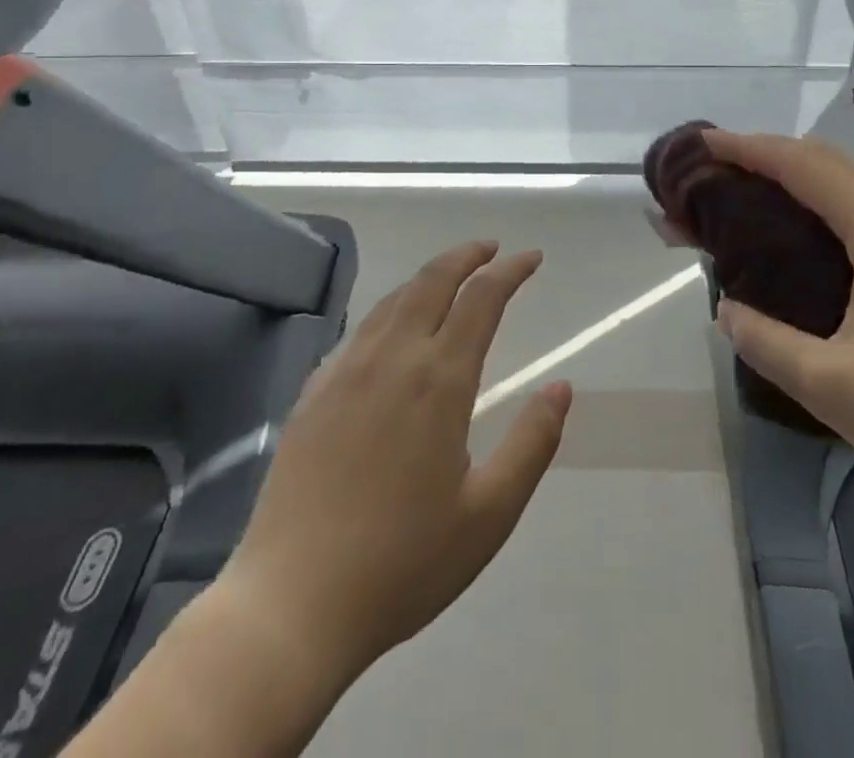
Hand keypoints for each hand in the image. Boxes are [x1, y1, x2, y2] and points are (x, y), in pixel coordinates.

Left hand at [222, 241, 571, 685]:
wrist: (292, 604)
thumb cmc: (402, 563)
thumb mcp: (489, 514)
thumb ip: (532, 443)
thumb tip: (561, 386)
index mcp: (439, 380)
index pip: (482, 298)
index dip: (510, 270)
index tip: (531, 258)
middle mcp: (392, 358)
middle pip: (433, 280)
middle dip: (467, 255)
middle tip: (492, 249)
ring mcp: (346, 370)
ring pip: (394, 299)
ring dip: (429, 276)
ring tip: (451, 277)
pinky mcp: (313, 392)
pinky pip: (361, 330)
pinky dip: (392, 309)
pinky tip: (394, 330)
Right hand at [706, 130, 853, 492]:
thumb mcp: (836, 385)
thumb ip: (768, 344)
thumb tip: (727, 312)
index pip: (799, 164)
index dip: (746, 148)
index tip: (703, 143)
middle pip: (824, 159)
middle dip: (766, 156)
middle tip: (718, 173)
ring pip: (850, 180)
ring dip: (798, 177)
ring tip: (754, 198)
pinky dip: (826, 200)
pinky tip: (811, 236)